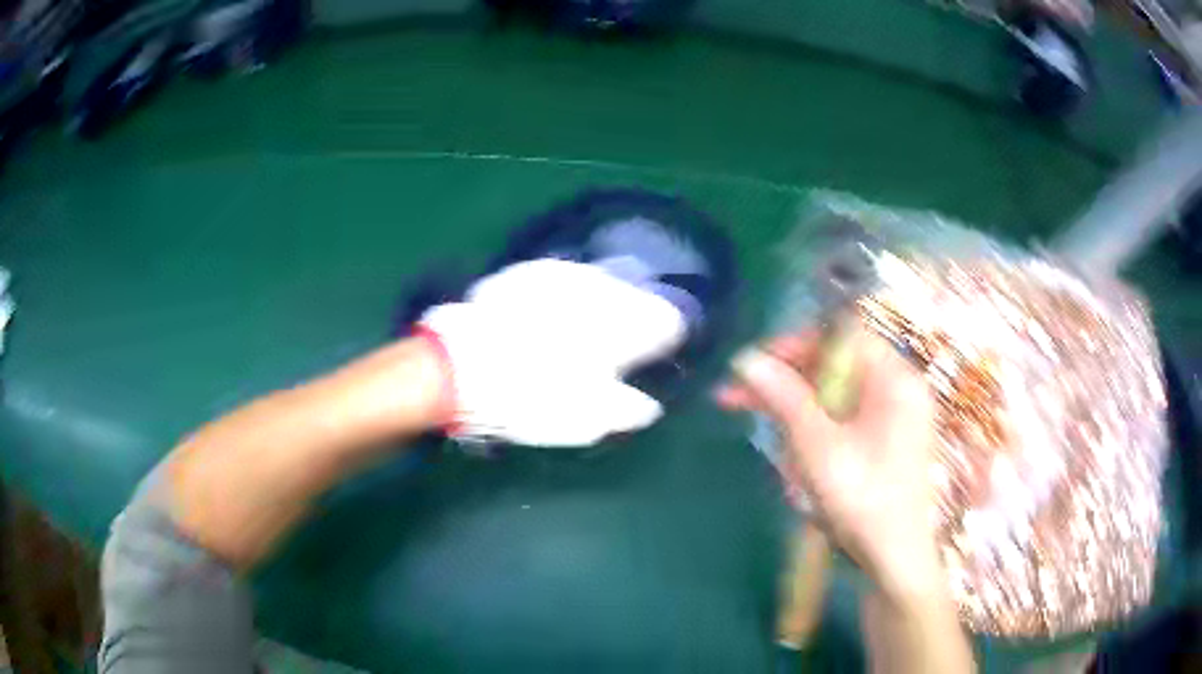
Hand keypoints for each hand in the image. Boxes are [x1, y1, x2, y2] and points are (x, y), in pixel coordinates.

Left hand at [419, 259, 686, 446]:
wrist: (459, 368)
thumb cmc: (531, 398)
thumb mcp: (587, 420)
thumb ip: (626, 410)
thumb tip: (647, 406)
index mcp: (622, 324)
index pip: (667, 321)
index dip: (667, 341)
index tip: (656, 357)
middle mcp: (598, 289)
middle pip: (636, 296)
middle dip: (636, 318)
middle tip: (622, 346)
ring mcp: (560, 274)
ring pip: (600, 283)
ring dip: (603, 303)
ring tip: (586, 329)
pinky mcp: (526, 272)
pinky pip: (562, 278)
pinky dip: (568, 295)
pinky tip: (551, 315)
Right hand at [718, 327, 941, 595]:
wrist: (895, 560)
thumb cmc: (864, 500)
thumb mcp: (818, 447)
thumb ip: (784, 398)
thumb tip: (746, 359)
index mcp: (894, 379)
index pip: (841, 336)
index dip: (795, 343)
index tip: (755, 365)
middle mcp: (898, 389)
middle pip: (834, 367)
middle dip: (785, 382)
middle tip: (735, 398)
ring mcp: (892, 417)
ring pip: (833, 397)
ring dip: (794, 412)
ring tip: (763, 435)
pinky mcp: (883, 442)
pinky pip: (842, 421)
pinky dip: (814, 433)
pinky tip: (795, 458)